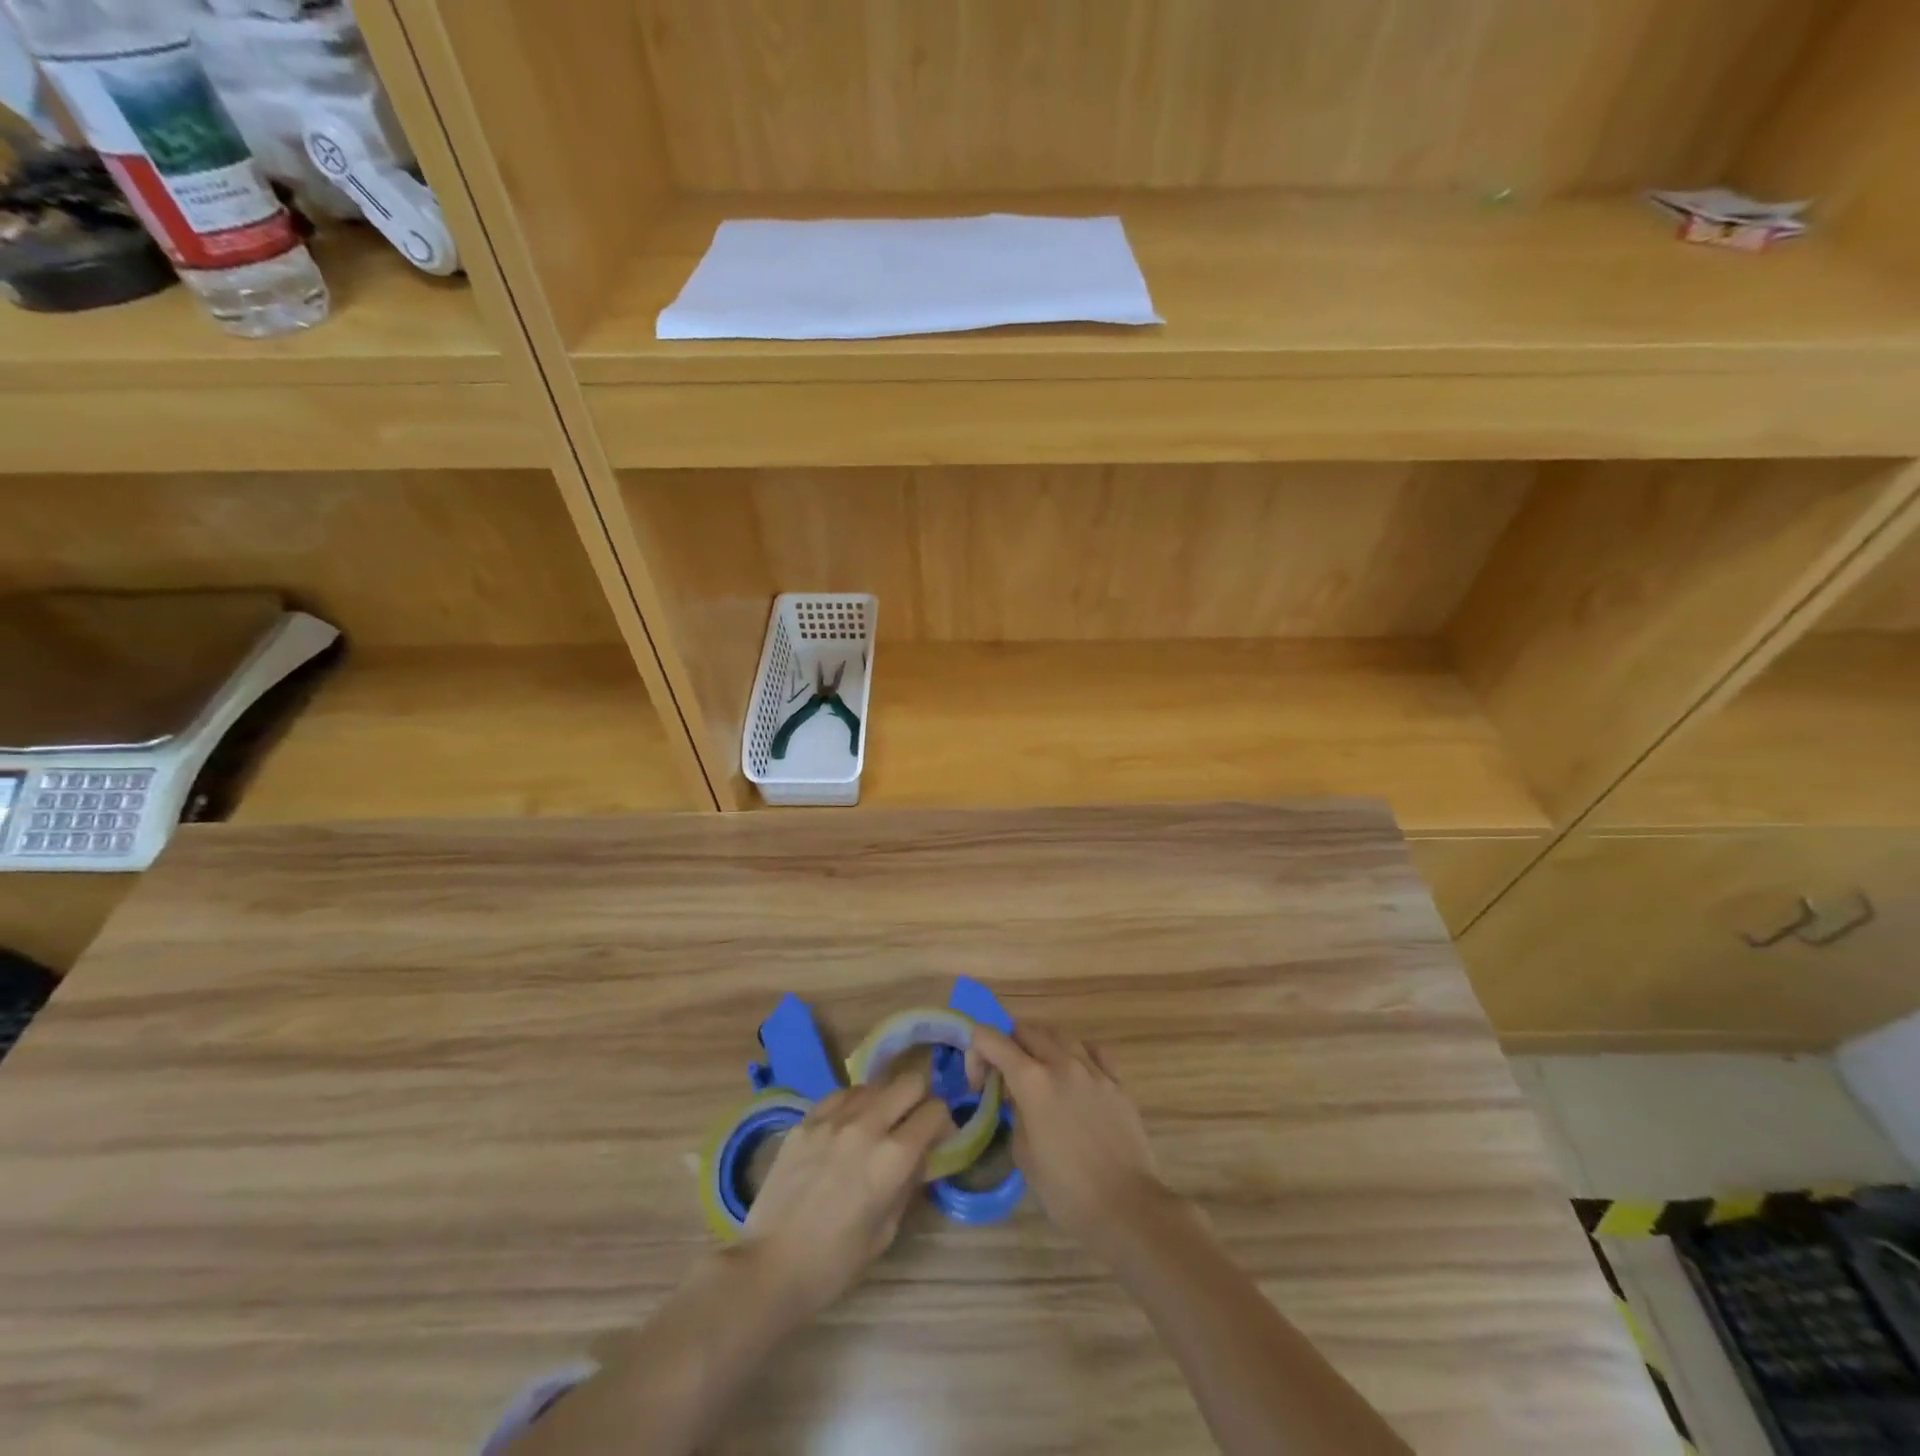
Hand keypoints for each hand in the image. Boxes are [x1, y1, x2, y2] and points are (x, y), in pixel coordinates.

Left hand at [737, 1075, 953, 1324]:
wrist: (769, 1267)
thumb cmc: (834, 1264)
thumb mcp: (885, 1232)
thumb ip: (908, 1185)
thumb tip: (919, 1157)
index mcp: (893, 1158)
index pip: (935, 1111)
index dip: (943, 1123)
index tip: (939, 1138)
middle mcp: (867, 1126)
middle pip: (909, 1081)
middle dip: (920, 1098)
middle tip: (913, 1123)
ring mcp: (833, 1118)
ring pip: (874, 1084)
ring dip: (885, 1100)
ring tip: (877, 1125)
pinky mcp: (806, 1120)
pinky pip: (840, 1095)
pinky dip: (853, 1104)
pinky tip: (847, 1125)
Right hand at [970, 1023, 1179, 1258]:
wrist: (1127, 1207)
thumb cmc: (1067, 1191)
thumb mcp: (1024, 1154)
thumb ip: (1016, 1114)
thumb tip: (1021, 1100)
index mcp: (1032, 1081)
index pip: (991, 1039)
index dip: (976, 1052)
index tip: (978, 1082)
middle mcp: (1061, 1063)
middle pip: (1026, 1029)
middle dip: (1007, 1045)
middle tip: (1005, 1075)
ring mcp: (1093, 1069)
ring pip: (1060, 1034)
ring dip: (1041, 1044)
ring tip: (1039, 1070)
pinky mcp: (1117, 1082)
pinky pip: (1093, 1051)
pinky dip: (1077, 1053)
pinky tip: (1076, 1071)